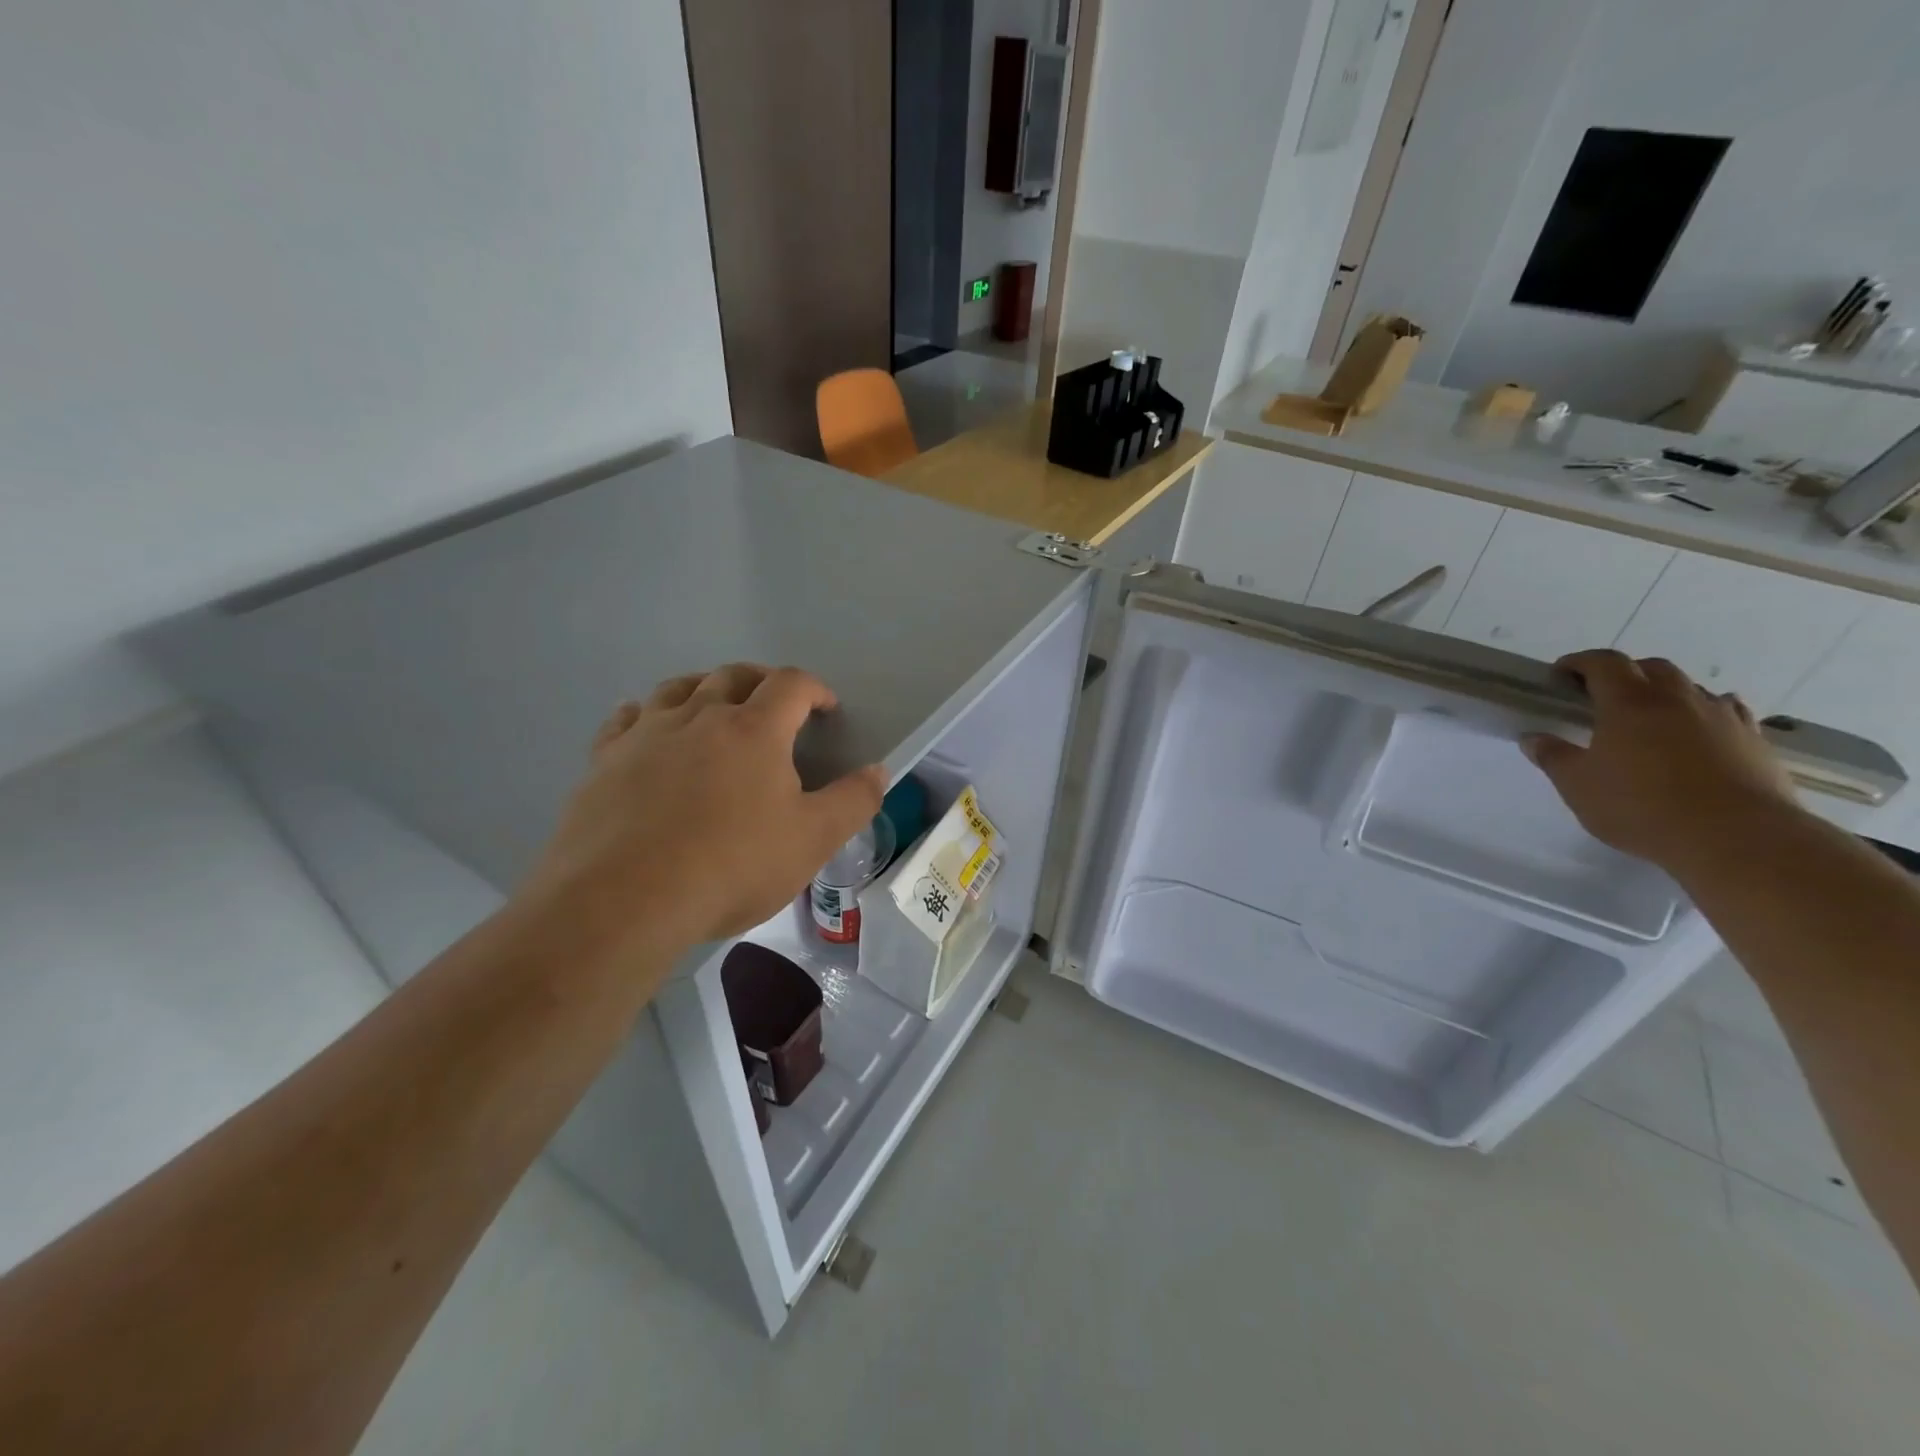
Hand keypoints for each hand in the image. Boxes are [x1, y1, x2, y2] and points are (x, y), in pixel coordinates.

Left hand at [523, 664, 886, 962]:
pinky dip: (646, 714)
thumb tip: (879, 771)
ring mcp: (647, 734)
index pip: (791, 685)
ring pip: (678, 688)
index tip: (826, 708)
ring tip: (714, 708)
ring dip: (704, 688)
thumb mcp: (813, 841)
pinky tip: (647, 728)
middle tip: (774, 704)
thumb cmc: (731, 867)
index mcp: (755, 729)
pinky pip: (626, 719)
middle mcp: (700, 716)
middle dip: (761, 681)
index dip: (815, 689)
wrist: (625, 900)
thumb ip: (853, 802)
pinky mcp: (605, 760)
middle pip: (733, 675)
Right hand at [1523, 650, 1796, 871]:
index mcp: (1629, 703)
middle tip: (1603, 697)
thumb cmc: (1641, 807)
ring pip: (1692, 688)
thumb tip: (1534, 738)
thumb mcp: (1578, 786)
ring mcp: (1722, 717)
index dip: (1580, 662)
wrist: (1737, 837)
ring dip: (1667, 694)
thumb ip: (1553, 757)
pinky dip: (1706, 714)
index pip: (1604, 663)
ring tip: (1651, 718)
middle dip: (1625, 674)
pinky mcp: (1755, 741)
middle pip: (1652, 668)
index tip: (1561, 674)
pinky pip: (1728, 712)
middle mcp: (1678, 699)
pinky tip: (1701, 732)